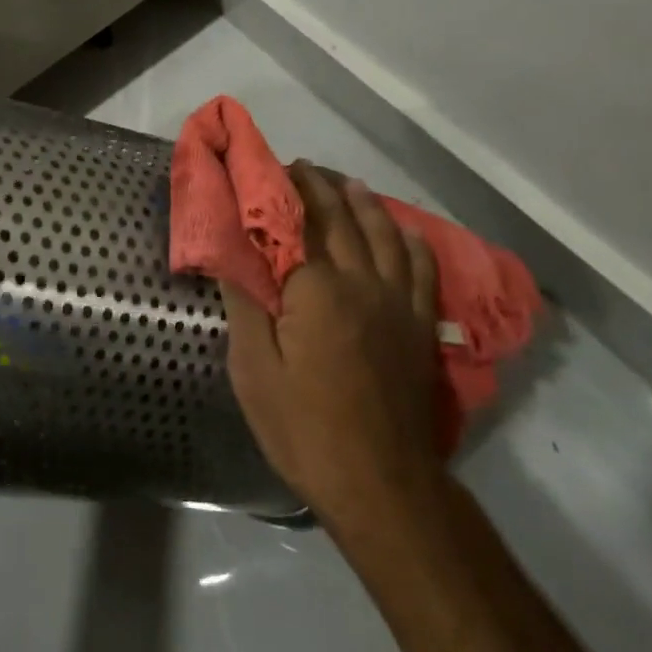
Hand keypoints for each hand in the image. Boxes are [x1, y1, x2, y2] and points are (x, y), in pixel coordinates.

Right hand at [222, 163, 443, 533]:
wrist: (380, 483)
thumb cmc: (304, 428)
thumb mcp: (255, 370)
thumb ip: (245, 304)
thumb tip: (228, 252)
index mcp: (316, 289)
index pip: (295, 224)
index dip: (280, 192)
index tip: (267, 168)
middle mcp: (361, 282)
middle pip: (340, 219)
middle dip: (319, 187)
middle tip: (301, 167)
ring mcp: (397, 302)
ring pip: (383, 234)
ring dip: (363, 202)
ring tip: (346, 183)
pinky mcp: (419, 326)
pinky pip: (422, 270)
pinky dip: (411, 242)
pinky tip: (404, 230)